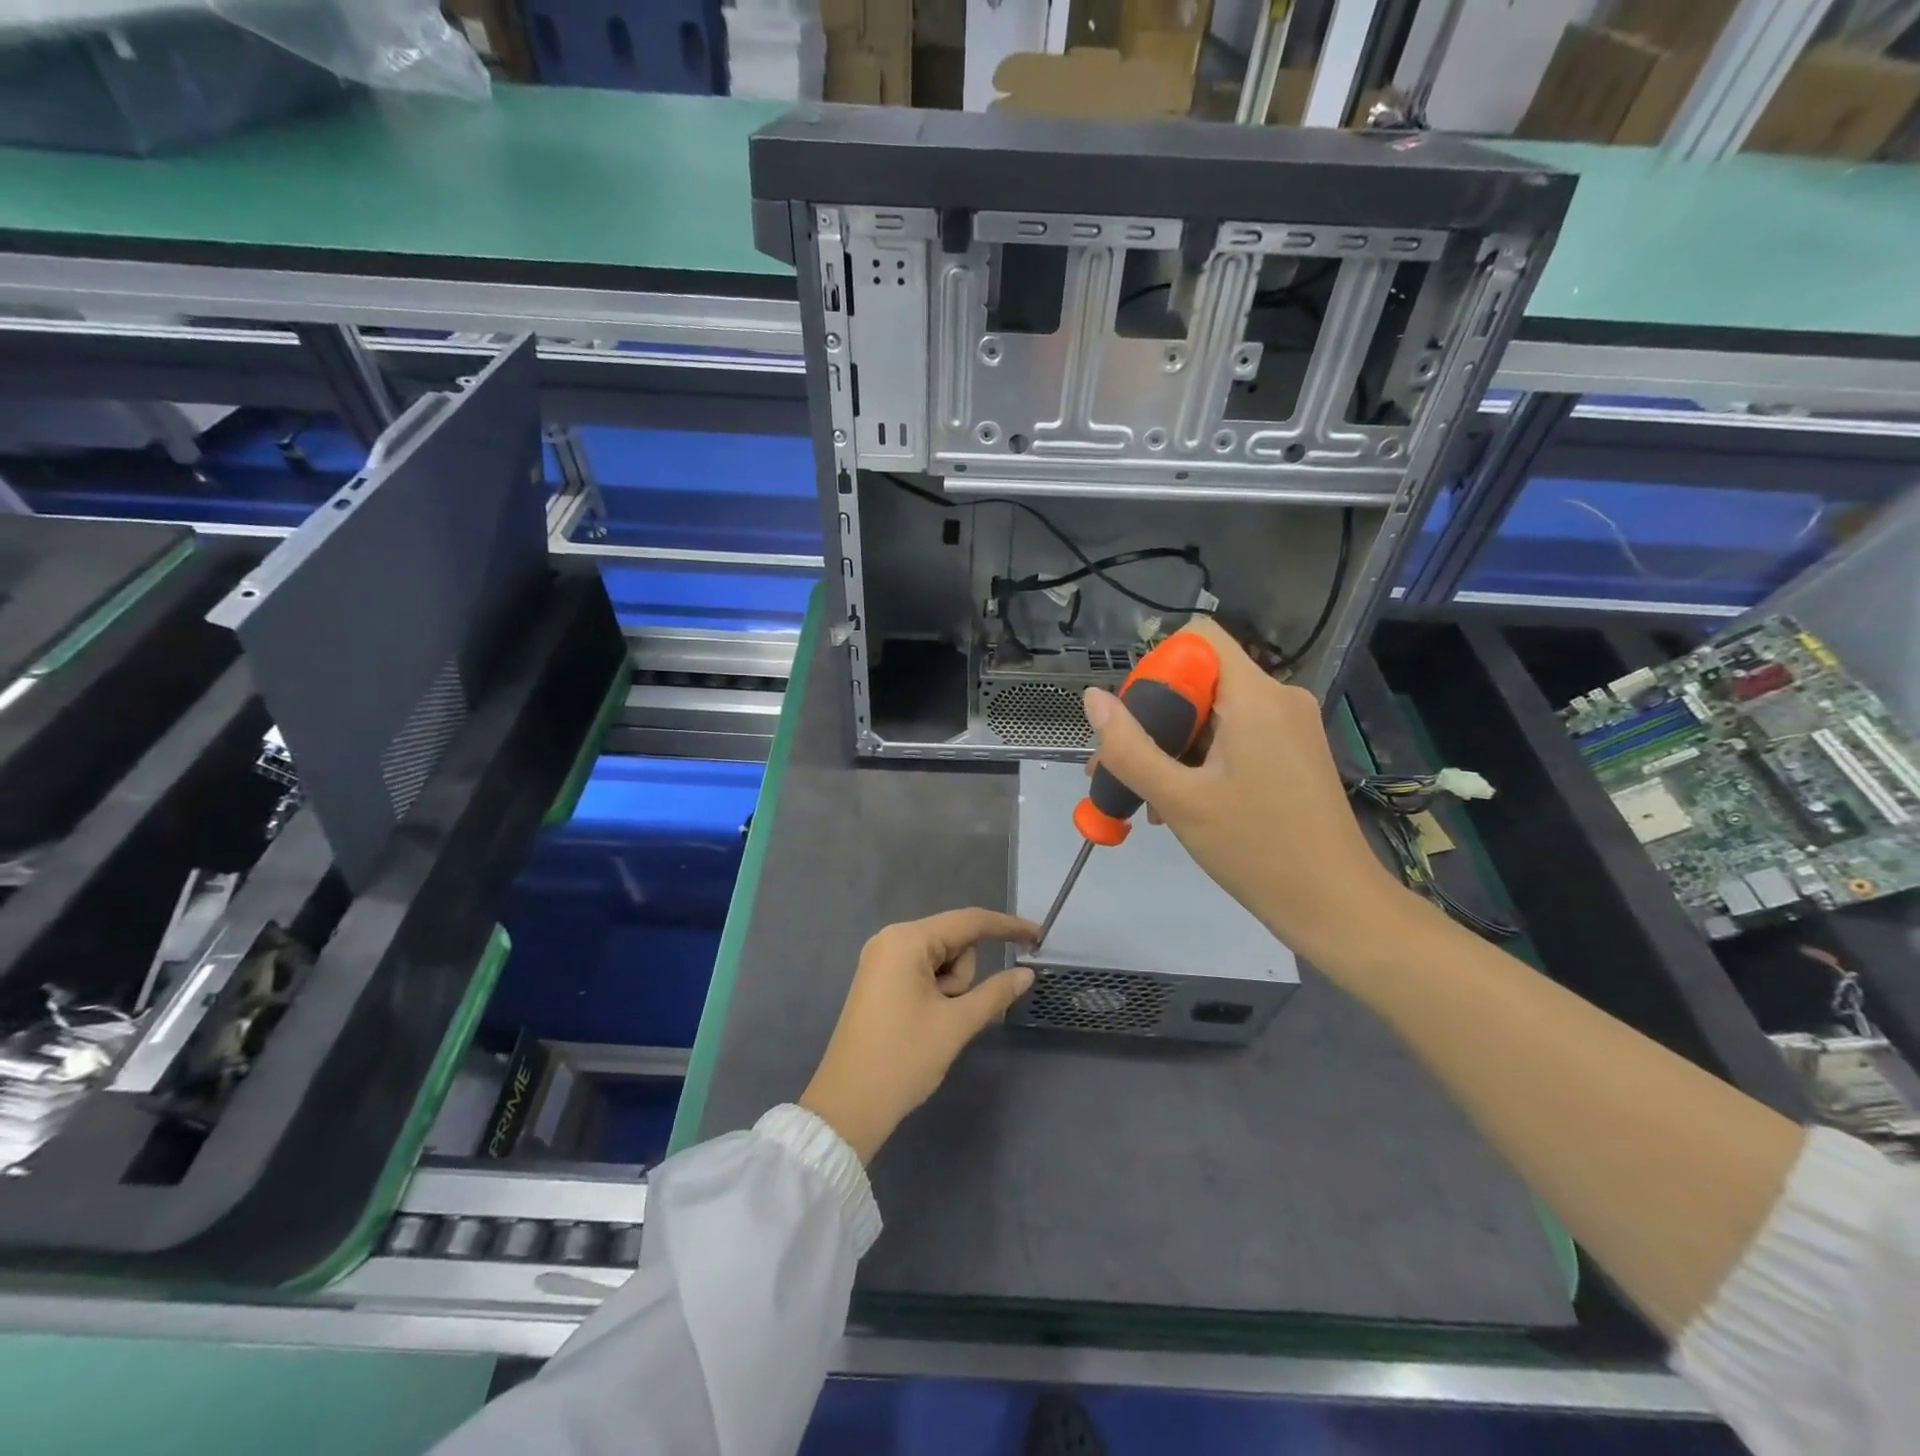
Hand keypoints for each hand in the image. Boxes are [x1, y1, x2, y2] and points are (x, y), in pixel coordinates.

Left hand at [800, 909, 1037, 1163]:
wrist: (847, 1106)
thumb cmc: (902, 1059)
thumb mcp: (956, 1024)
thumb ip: (995, 993)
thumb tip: (1027, 974)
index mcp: (906, 940)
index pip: (968, 921)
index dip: (1006, 927)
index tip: (1038, 936)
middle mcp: (891, 939)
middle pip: (953, 943)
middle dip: (963, 977)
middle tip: (949, 1015)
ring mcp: (882, 960)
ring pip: (940, 961)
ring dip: (950, 990)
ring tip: (932, 1024)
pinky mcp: (879, 981)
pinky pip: (922, 973)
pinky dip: (935, 993)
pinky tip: (925, 1023)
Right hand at [1082, 619, 1419, 971]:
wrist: (1335, 907)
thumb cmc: (1257, 850)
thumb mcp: (1180, 800)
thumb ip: (1130, 747)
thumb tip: (1092, 699)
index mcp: (1256, 696)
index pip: (1197, 639)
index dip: (1157, 669)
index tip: (1136, 721)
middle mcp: (1278, 698)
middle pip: (1200, 679)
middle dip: (1155, 719)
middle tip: (1121, 767)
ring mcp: (1289, 727)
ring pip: (1214, 714)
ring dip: (1173, 747)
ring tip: (1143, 796)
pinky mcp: (1293, 753)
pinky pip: (1235, 737)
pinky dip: (1201, 760)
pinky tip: (1178, 803)